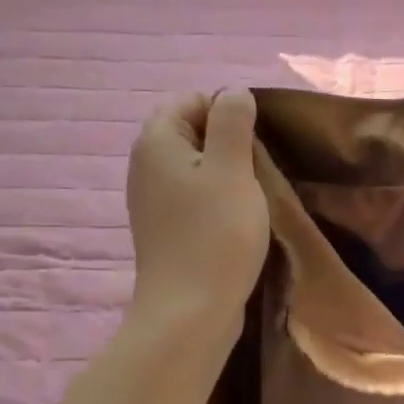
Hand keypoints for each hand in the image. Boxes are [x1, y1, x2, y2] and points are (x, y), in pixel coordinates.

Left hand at [128, 90, 270, 330]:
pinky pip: (193, 194)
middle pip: (192, 130)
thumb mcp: (233, 168)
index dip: (228, 112)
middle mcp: (145, 164)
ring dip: (227, 173)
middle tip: (258, 170)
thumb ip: (232, 122)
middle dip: (229, 142)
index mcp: (157, 141)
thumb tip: (233, 92)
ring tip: (252, 196)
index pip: (192, 99)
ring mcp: (152, 198)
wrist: (190, 311)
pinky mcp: (164, 226)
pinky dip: (216, 197)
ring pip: (196, 164)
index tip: (255, 144)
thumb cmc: (216, 234)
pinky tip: (236, 219)